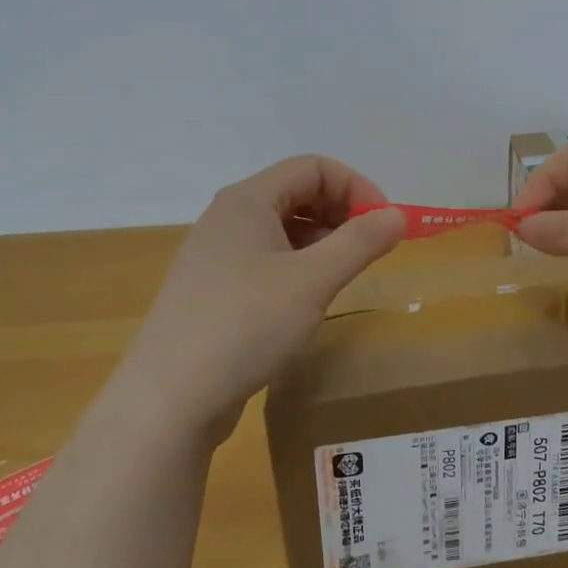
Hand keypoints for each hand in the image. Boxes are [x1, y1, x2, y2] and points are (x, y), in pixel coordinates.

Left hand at [120, 155, 406, 440]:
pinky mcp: (213, 291)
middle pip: (296, 193)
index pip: (313, 167)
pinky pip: (265, 261)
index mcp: (247, 200)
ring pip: (281, 230)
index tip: (385, 225)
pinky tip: (308, 301)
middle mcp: (227, 218)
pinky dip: (297, 267)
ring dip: (321, 242)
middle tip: (369, 251)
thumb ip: (359, 242)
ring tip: (344, 276)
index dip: (356, 187)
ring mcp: (216, 256)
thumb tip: (398, 215)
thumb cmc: (244, 326)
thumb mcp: (312, 281)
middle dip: (341, 213)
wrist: (169, 400)